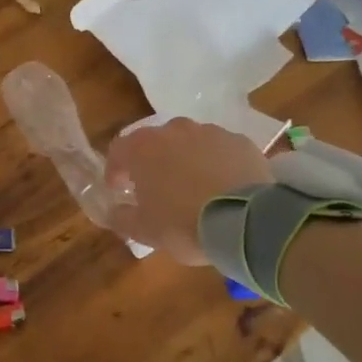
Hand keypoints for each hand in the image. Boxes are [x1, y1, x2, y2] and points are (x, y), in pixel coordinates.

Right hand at [104, 118, 269, 264]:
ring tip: (193, 188)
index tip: (119, 189)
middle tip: (156, 188)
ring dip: (185, 160)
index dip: (115, 170)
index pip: (118, 150)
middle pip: (155, 142)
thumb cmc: (183, 223)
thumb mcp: (144, 230)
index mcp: (143, 148)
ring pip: (189, 142)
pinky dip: (216, 163)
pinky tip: (223, 186)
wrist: (246, 220)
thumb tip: (115, 211)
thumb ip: (122, 217)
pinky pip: (219, 150)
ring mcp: (210, 132)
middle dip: (152, 162)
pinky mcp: (240, 141)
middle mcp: (174, 130)